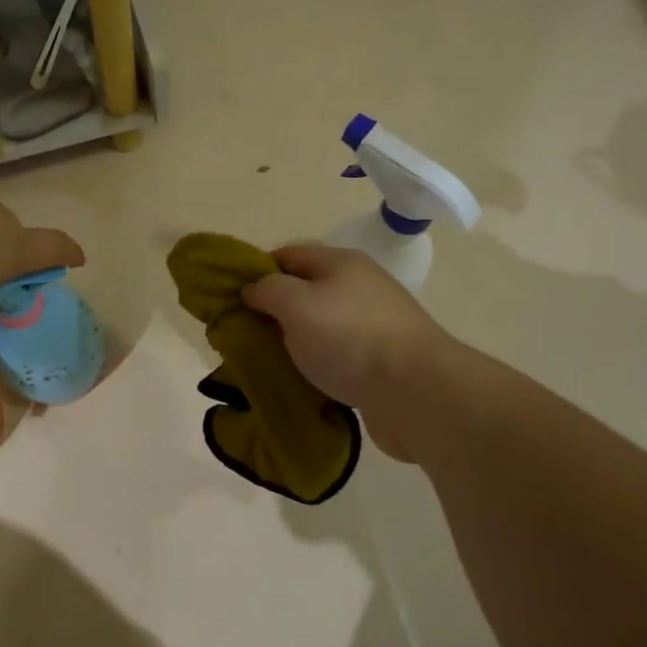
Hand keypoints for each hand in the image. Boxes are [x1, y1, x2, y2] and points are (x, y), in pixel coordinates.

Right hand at [241, 243, 452, 462]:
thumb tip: (252, 288)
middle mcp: (359, 287)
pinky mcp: (381, 361)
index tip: (231, 298)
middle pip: (305, 291)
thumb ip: (268, 290)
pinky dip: (316, 365)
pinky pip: (337, 356)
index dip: (257, 271)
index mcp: (341, 263)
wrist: (416, 393)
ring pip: (320, 326)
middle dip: (272, 311)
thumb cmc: (349, 338)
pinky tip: (300, 381)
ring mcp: (373, 325)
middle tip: (243, 334)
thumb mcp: (296, 304)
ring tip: (267, 362)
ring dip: (294, 341)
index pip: (288, 254)